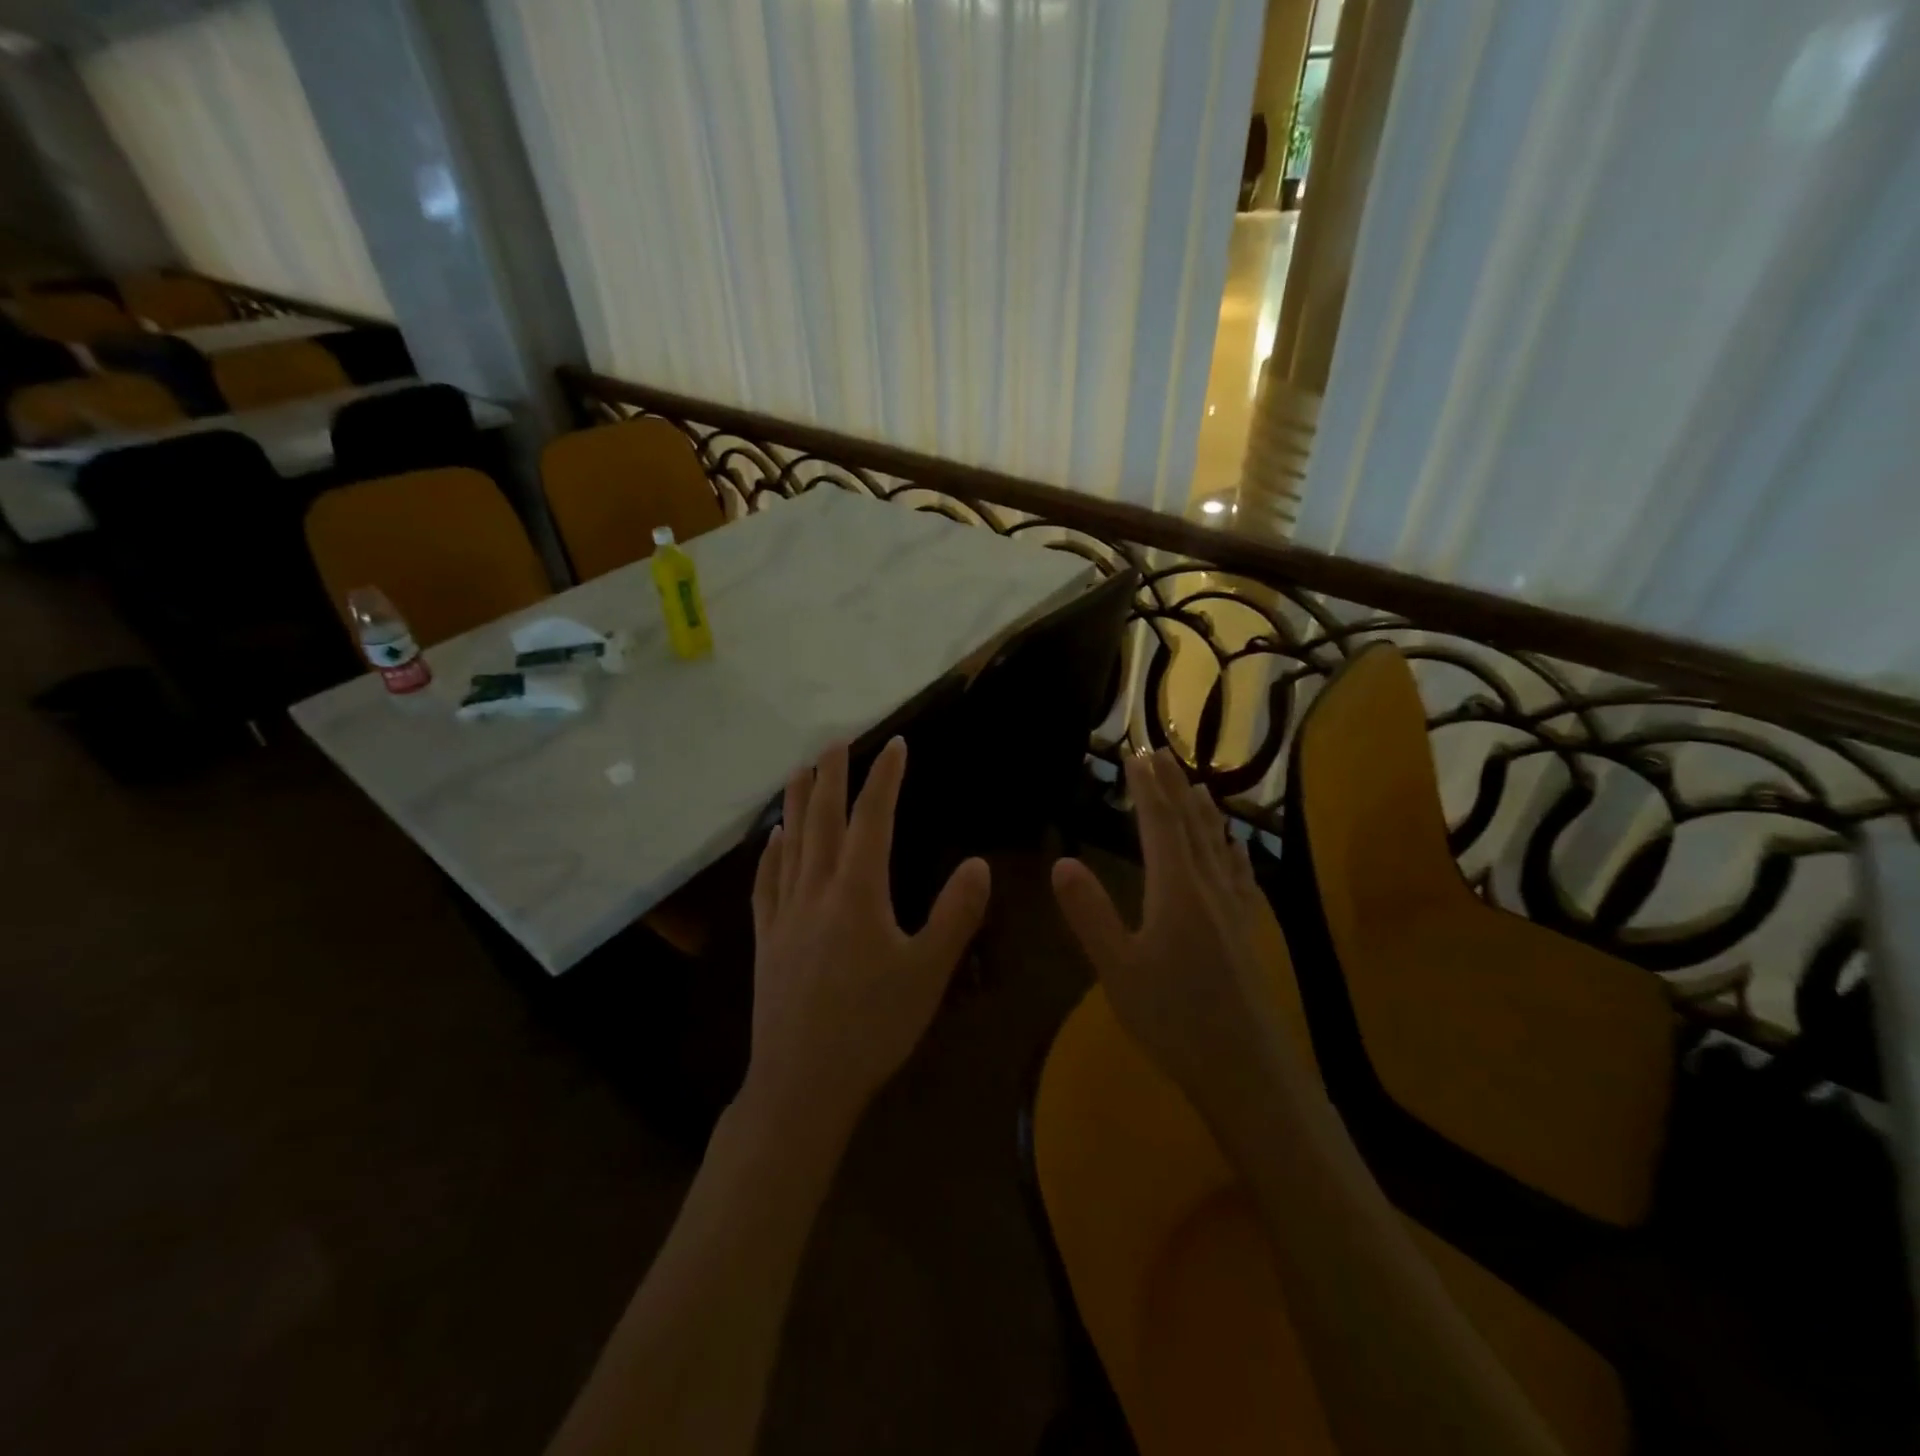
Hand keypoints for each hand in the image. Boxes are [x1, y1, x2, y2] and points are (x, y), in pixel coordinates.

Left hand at [744, 739, 991, 1134]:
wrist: (802, 1082)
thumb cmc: (873, 1027)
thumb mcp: (929, 972)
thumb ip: (955, 914)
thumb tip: (979, 863)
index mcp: (857, 892)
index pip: (873, 819)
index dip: (885, 778)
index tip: (896, 745)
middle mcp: (816, 889)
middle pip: (822, 819)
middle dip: (831, 775)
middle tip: (837, 742)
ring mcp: (785, 913)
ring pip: (790, 842)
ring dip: (796, 802)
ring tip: (800, 770)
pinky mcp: (766, 938)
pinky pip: (766, 882)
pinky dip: (770, 853)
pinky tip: (773, 839)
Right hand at [1052, 748, 1274, 1104]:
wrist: (1247, 1070)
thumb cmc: (1174, 1019)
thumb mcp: (1118, 969)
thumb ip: (1090, 914)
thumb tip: (1061, 862)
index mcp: (1176, 889)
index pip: (1160, 823)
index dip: (1147, 786)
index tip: (1137, 753)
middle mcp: (1209, 887)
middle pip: (1191, 823)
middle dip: (1172, 785)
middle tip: (1160, 752)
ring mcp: (1234, 908)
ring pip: (1218, 843)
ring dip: (1203, 809)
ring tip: (1195, 781)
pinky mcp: (1248, 929)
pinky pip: (1239, 873)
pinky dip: (1232, 847)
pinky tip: (1234, 845)